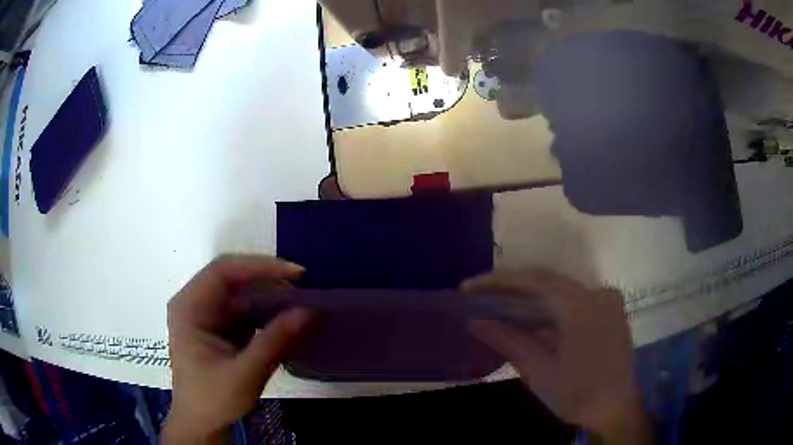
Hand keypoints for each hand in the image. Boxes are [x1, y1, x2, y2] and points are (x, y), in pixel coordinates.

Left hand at [162, 255, 313, 443]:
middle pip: (233, 278)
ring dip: (270, 298)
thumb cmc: (213, 399)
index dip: (260, 267)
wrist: (201, 423)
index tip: (296, 274)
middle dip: (268, 282)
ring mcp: (206, 314)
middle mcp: (195, 302)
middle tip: (304, 291)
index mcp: (189, 306)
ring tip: (300, 305)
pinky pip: (244, 310)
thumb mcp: (245, 374)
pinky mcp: (218, 327)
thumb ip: (275, 341)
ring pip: (241, 294)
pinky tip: (285, 321)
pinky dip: (266, 314)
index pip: (223, 271)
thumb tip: (310, 311)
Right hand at [462, 270, 651, 443]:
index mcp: (582, 307)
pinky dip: (547, 307)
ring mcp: (606, 301)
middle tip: (478, 294)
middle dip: (510, 287)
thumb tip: (476, 322)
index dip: (498, 282)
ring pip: (559, 290)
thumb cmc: (578, 396)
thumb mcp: (539, 372)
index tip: (468, 287)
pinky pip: (572, 301)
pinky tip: (528, 318)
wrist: (615, 411)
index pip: (534, 282)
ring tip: (496, 305)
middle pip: (546, 282)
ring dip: (528, 297)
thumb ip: (509, 341)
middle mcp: (597, 294)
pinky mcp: (608, 312)